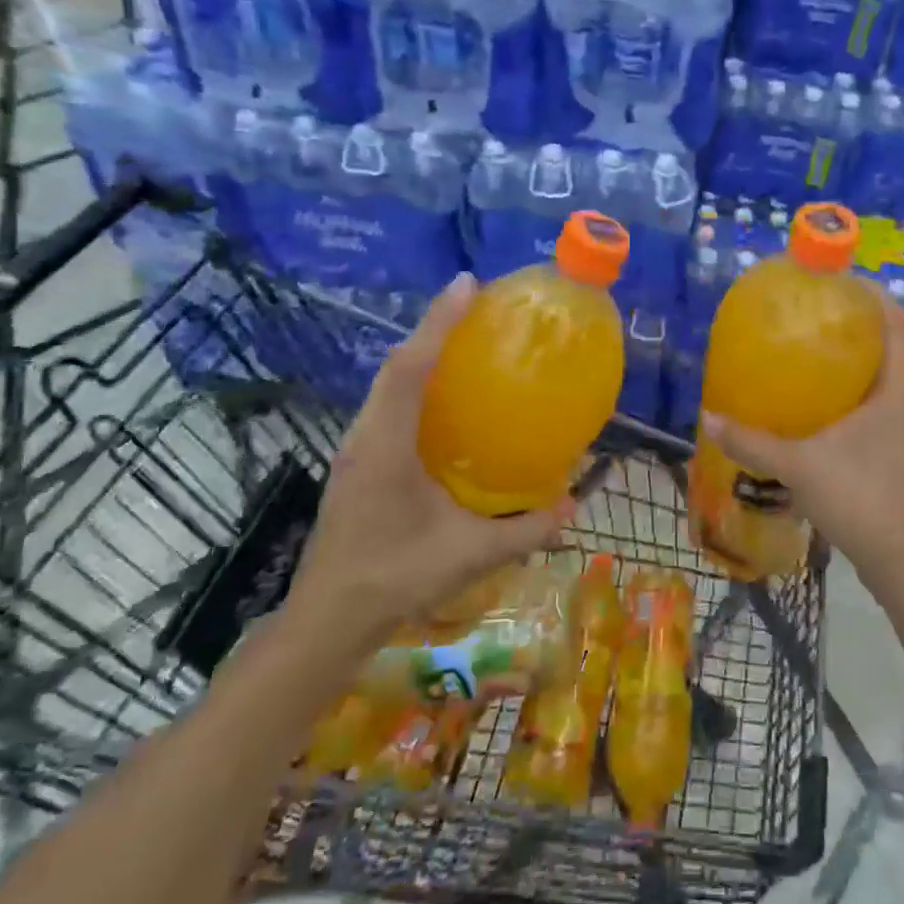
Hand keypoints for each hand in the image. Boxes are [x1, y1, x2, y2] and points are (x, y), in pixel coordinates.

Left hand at [283, 274, 569, 656]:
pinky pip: (389, 405)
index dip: (438, 322)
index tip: (467, 284)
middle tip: (476, 305)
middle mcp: (365, 435)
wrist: (328, 619)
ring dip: (423, 354)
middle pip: (396, 365)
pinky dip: (416, 384)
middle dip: (434, 328)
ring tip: (465, 340)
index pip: (410, 367)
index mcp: (385, 445)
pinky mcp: (358, 462)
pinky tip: (445, 400)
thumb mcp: (469, 554)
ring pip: (389, 384)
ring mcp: (356, 448)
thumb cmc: (394, 579)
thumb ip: (525, 530)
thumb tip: (575, 507)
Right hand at [700, 290, 903, 591]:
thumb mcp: (801, 465)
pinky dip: (842, 399)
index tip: (837, 280)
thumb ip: (754, 441)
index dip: (872, 294)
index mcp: (895, 389)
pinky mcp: (892, 454)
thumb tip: (712, 417)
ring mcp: (901, 430)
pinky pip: (868, 409)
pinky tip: (810, 411)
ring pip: (876, 381)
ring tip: (802, 357)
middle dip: (850, 327)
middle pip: (884, 347)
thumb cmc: (862, 497)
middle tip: (807, 317)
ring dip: (846, 365)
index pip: (895, 321)